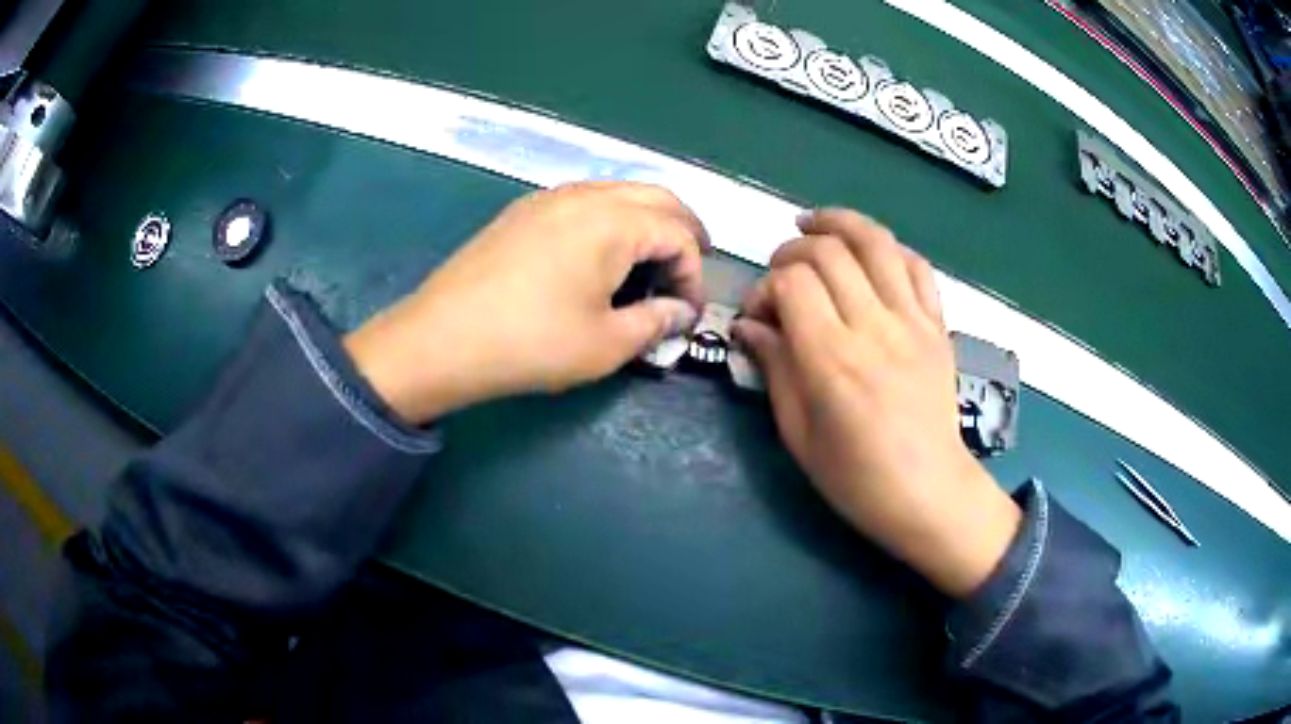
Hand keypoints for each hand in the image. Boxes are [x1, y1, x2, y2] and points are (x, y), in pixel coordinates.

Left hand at [344, 182, 706, 424]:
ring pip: (617, 193)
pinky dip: (610, 219)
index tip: (687, 314)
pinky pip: (583, 201)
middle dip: (683, 230)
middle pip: (655, 197)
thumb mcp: (606, 344)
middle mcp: (585, 195)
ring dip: (646, 220)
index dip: (693, 275)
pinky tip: (601, 253)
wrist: (442, 339)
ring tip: (652, 259)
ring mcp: (548, 197)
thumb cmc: (532, 343)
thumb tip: (679, 312)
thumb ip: (655, 322)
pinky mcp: (522, 211)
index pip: (678, 236)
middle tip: (692, 265)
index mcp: (613, 221)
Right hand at [733, 210, 1019, 597]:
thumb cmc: (856, 478)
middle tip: (780, 275)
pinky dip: (888, 248)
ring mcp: (912, 321)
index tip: (758, 314)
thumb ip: (775, 369)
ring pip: (876, 242)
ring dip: (839, 223)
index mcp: (833, 360)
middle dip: (793, 252)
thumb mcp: (798, 435)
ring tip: (814, 225)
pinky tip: (868, 253)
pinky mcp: (937, 325)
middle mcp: (874, 327)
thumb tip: (750, 327)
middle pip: (829, 252)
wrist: (929, 493)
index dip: (765, 286)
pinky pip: (916, 265)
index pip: (793, 283)